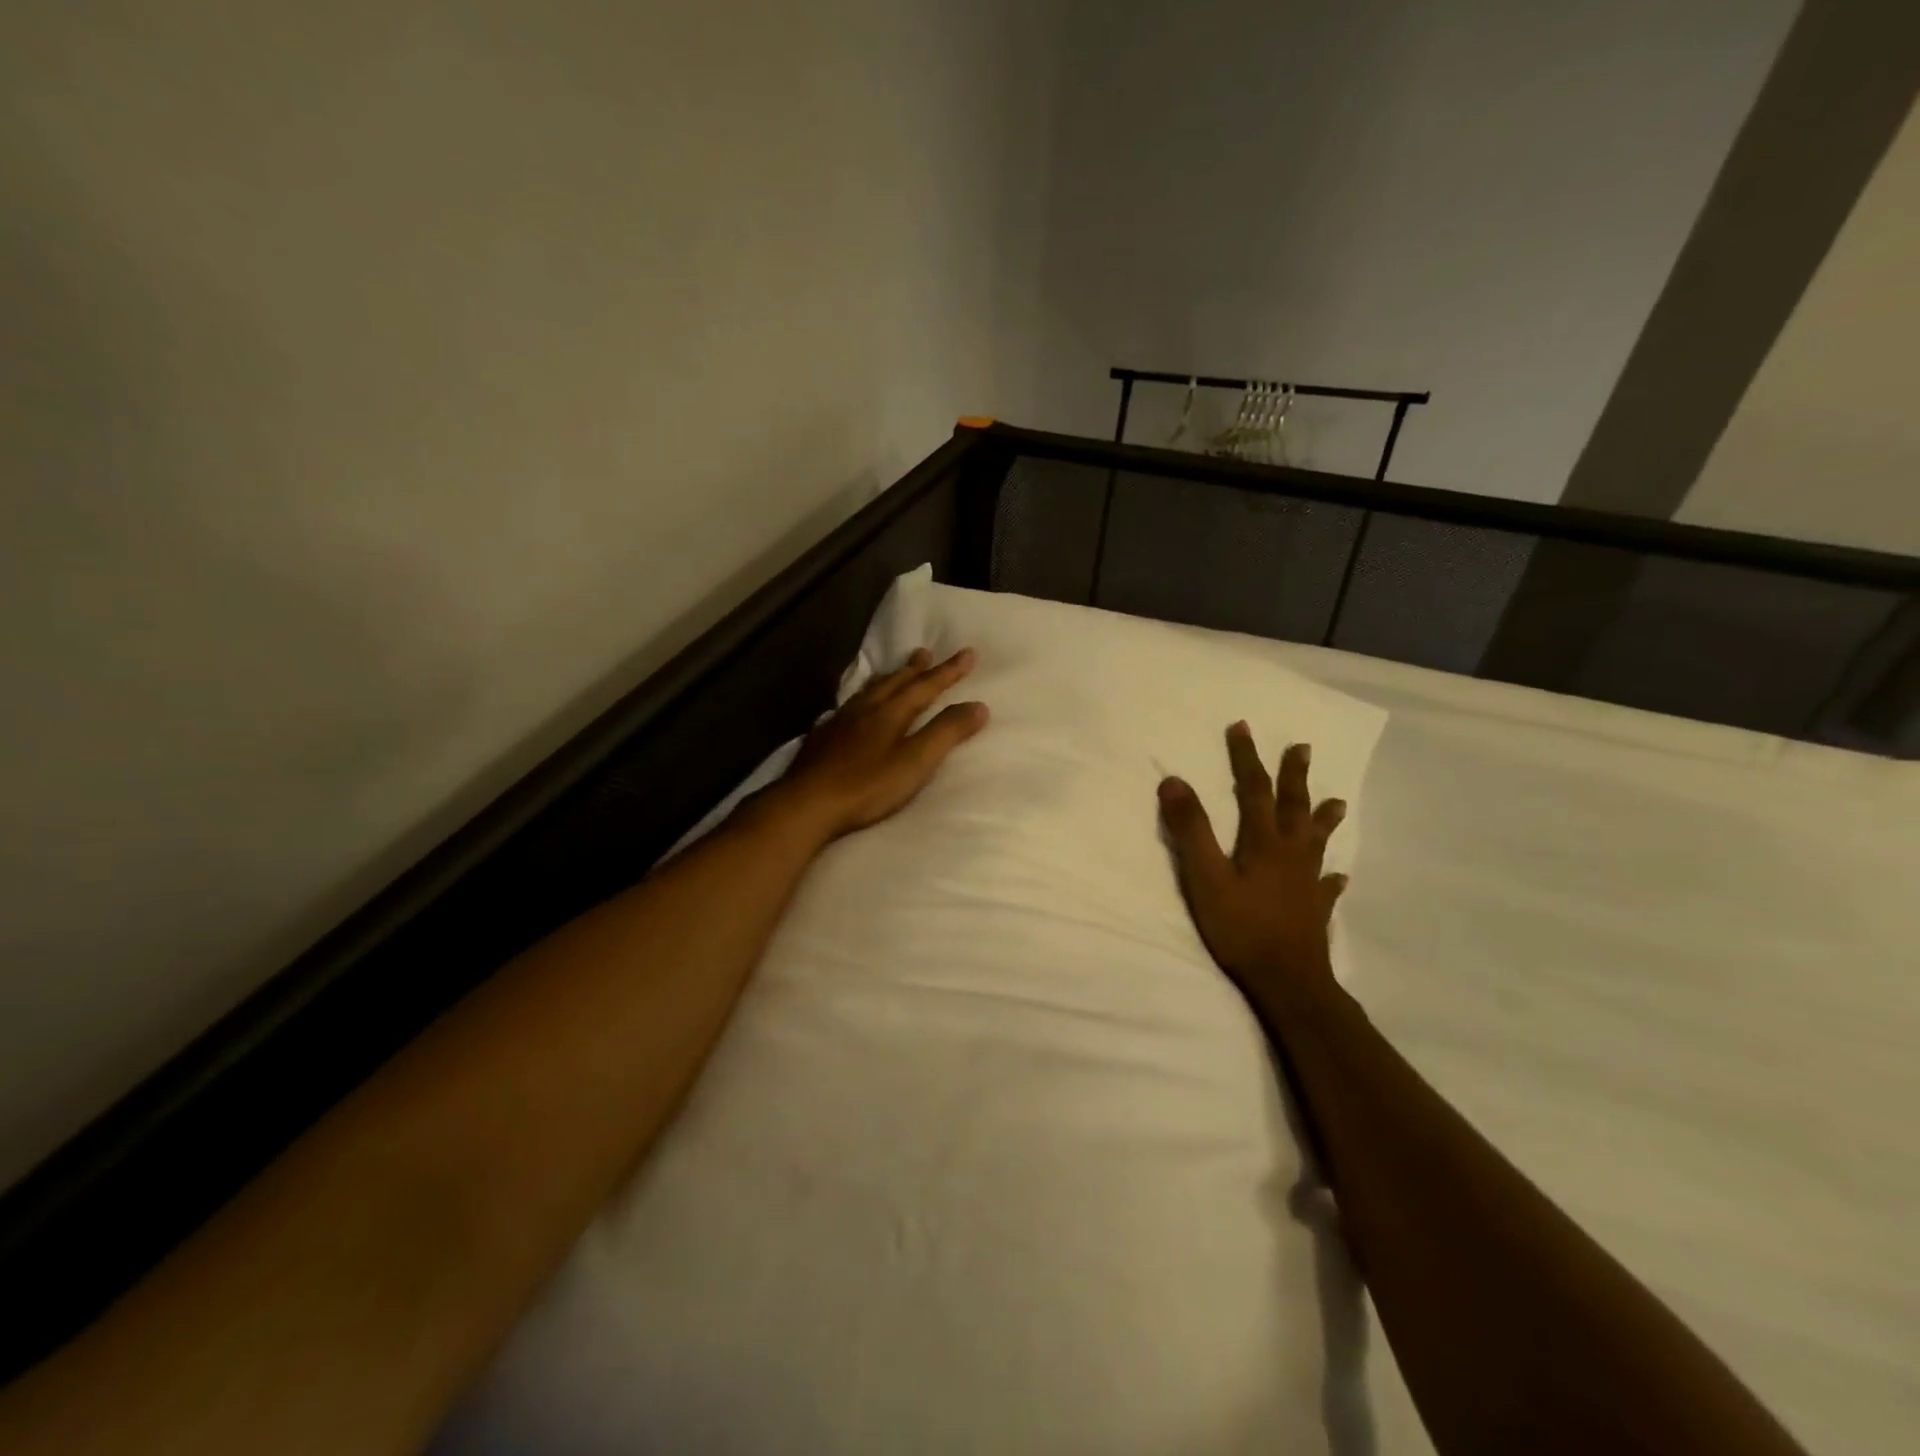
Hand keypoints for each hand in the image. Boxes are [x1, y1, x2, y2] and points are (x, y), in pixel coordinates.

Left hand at [774, 647, 988, 841]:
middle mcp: (865, 709)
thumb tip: (978, 706)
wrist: (807, 803)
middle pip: (894, 682)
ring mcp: (839, 723)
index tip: (968, 653)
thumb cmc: (867, 786)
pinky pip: (846, 709)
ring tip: (893, 672)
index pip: (926, 686)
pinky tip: (851, 710)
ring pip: (868, 692)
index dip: (948, 671)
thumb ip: (946, 733)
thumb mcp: (916, 762)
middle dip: (914, 669)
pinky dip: (858, 701)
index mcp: (891, 713)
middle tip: (925, 652)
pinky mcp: (821, 740)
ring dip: (886, 679)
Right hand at [1158, 725, 1347, 998]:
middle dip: (1294, 775)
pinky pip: (1327, 886)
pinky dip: (1332, 877)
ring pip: (1317, 841)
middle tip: (1302, 748)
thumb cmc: (1241, 927)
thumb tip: (1173, 781)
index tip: (1242, 727)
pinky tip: (1339, 876)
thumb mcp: (1205, 876)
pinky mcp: (1315, 910)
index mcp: (1263, 842)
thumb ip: (1190, 829)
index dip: (1247, 757)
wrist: (1287, 981)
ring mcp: (1307, 882)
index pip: (1254, 789)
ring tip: (1337, 801)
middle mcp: (1291, 854)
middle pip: (1293, 806)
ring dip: (1323, 817)